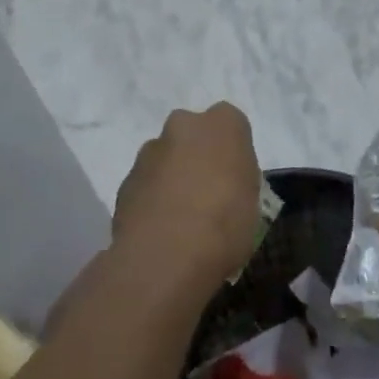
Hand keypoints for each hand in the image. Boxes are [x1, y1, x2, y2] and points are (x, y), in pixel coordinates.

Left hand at [111, 104, 260, 291]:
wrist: (165, 255)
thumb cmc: (225, 225)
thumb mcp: (253, 203)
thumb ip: (238, 180)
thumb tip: (226, 185)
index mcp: (222, 124)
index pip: (231, 123)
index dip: (232, 151)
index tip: (235, 177)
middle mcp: (182, 125)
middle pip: (192, 134)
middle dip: (197, 156)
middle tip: (208, 193)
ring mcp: (149, 152)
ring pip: (165, 158)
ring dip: (172, 177)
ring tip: (181, 218)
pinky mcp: (125, 180)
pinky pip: (146, 183)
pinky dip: (152, 198)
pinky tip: (160, 229)